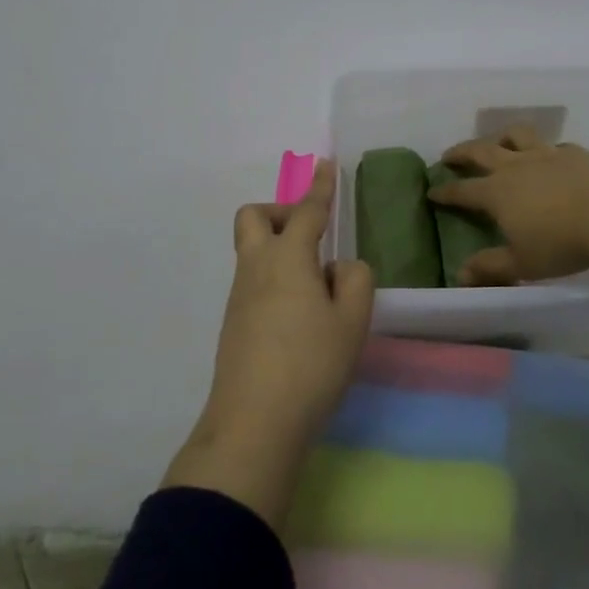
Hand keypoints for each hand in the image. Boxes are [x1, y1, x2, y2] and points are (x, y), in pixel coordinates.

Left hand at [163, 160, 374, 526]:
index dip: (321, 187)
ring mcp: (239, 296)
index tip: (326, 164)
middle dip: (283, 211)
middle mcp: (256, 268)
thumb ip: (355, 280)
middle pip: (256, 217)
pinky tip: (301, 314)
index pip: (308, 212)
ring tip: (319, 286)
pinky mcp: (233, 324)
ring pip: (252, 250)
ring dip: (280, 248)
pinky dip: (276, 278)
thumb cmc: (311, 365)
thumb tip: (338, 268)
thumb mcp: (352, 321)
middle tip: (312, 233)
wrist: (253, 424)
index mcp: (288, 258)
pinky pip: (253, 280)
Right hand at [427, 128, 588, 295]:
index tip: (432, 191)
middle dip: (462, 152)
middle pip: (482, 151)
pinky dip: (546, 151)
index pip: (463, 190)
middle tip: (450, 155)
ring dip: (502, 137)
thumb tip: (461, 274)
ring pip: (518, 136)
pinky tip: (552, 158)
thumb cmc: (563, 243)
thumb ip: (491, 267)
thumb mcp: (523, 263)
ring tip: (498, 143)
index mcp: (498, 192)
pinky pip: (555, 146)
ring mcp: (548, 155)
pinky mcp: (578, 153)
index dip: (445, 192)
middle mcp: (517, 166)